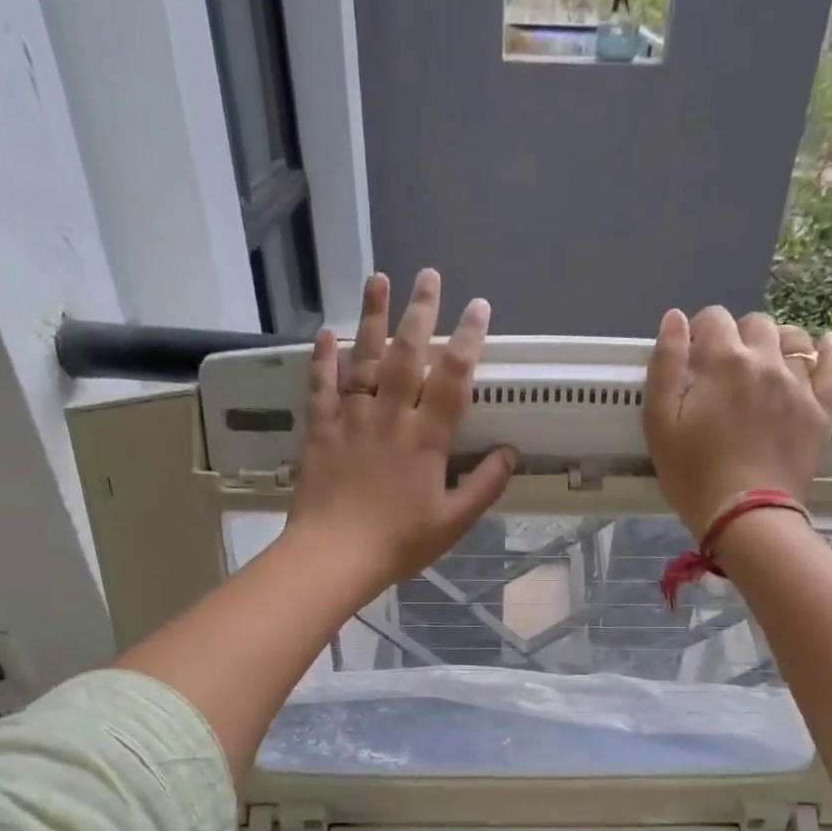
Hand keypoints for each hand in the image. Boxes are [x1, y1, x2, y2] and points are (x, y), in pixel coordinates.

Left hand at [284, 269, 516, 597]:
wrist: (333, 556)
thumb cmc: (398, 542)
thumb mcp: (453, 522)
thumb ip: (484, 485)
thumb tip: (510, 453)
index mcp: (426, 438)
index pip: (453, 378)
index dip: (468, 340)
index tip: (479, 308)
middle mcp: (390, 417)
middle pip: (407, 355)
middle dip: (420, 312)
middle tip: (427, 274)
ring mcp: (351, 420)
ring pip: (363, 359)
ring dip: (372, 317)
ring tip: (378, 279)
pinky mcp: (320, 431)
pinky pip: (321, 387)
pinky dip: (323, 359)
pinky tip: (327, 333)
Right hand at [641, 307, 831, 538]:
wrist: (746, 516)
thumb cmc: (694, 475)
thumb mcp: (660, 424)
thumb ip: (665, 367)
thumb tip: (675, 319)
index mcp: (724, 362)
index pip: (714, 319)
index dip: (700, 332)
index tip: (693, 356)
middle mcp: (766, 361)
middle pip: (755, 324)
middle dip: (736, 336)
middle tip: (723, 369)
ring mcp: (799, 384)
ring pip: (793, 339)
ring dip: (775, 342)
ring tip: (764, 364)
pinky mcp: (821, 409)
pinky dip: (827, 350)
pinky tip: (822, 346)